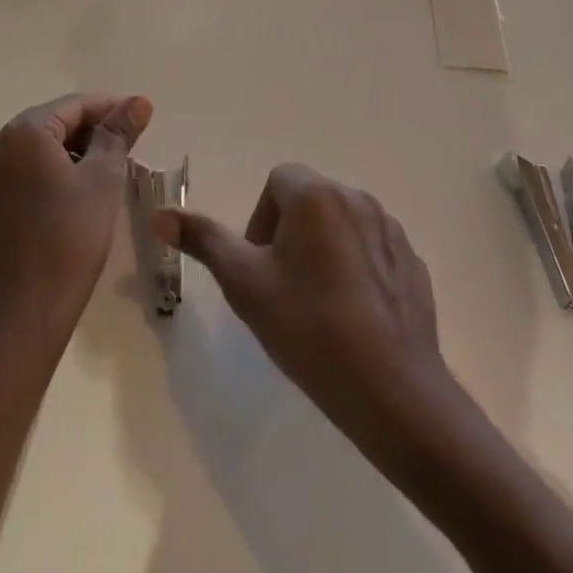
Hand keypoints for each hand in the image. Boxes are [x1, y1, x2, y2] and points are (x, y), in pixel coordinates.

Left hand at [0, 93, 152, 344]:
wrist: (27, 312)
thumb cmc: (71, 237)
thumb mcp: (104, 178)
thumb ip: (119, 133)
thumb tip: (139, 101)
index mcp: (23, 133)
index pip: (74, 105)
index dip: (111, 109)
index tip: (142, 119)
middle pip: (54, 123)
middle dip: (93, 130)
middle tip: (130, 146)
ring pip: (40, 148)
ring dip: (76, 152)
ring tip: (112, 168)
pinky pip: (27, 171)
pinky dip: (55, 171)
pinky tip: (81, 190)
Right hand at [153, 164, 454, 458]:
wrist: (393, 391)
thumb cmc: (310, 329)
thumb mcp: (245, 284)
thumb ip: (203, 240)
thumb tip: (159, 214)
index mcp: (316, 195)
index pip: (277, 181)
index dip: (260, 220)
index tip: (260, 266)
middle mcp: (357, 198)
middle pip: (309, 200)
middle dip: (290, 234)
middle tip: (283, 289)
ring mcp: (391, 230)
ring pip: (341, 224)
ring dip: (323, 249)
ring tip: (318, 305)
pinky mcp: (413, 262)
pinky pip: (372, 250)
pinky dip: (357, 269)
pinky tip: (353, 316)